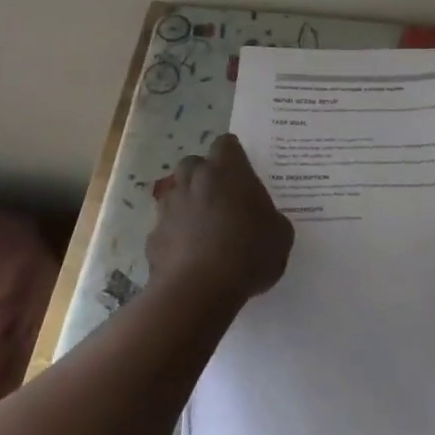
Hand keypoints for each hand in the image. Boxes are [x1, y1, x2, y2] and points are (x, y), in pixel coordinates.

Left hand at [147, 133, 292, 304]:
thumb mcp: (280, 235)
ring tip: (203, 228)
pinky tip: (188, 256)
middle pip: (193, 163)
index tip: (241, 171)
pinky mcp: (153, 236)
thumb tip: (265, 221)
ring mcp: (170, 207)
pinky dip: (174, 236)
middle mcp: (195, 180)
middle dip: (203, 175)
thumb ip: (272, 219)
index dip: (233, 155)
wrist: (199, 290)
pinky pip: (165, 228)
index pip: (226, 144)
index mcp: (228, 171)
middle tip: (221, 198)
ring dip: (187, 204)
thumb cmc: (248, 253)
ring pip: (175, 193)